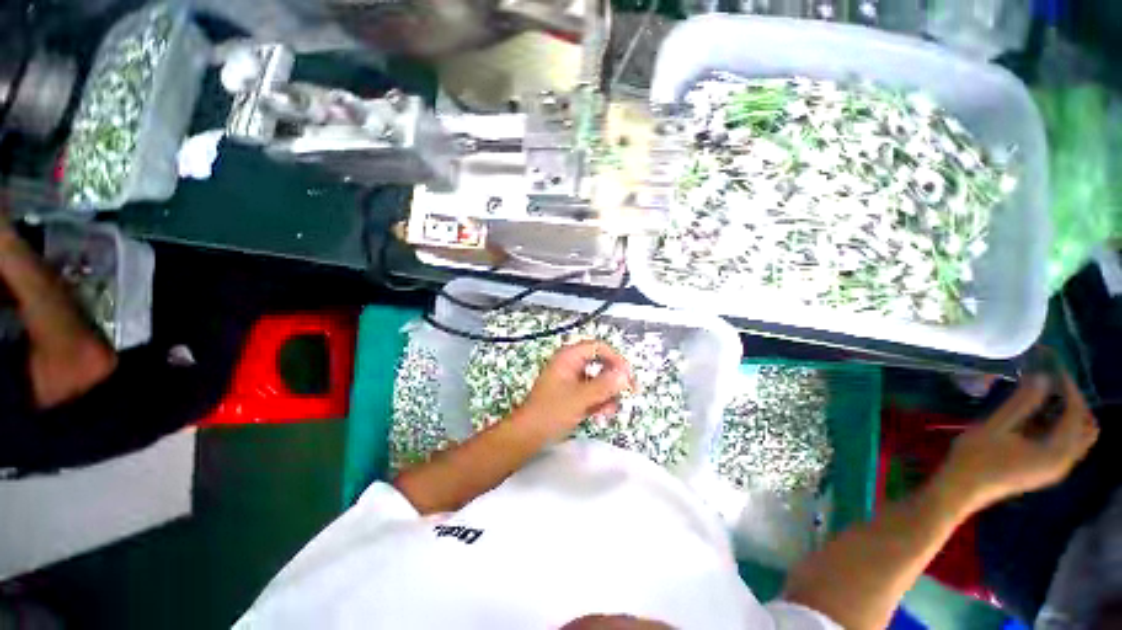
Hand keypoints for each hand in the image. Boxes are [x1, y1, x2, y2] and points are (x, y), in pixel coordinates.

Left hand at [517, 340, 635, 439]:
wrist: (529, 435)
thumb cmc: (551, 412)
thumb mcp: (580, 398)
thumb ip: (604, 386)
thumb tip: (625, 374)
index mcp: (569, 357)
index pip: (599, 348)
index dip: (616, 360)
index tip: (628, 377)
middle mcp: (571, 364)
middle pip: (601, 363)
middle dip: (614, 380)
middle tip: (629, 392)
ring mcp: (572, 379)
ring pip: (599, 380)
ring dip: (608, 394)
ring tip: (608, 411)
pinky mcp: (573, 393)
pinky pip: (593, 391)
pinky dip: (600, 401)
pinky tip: (601, 414)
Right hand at [940, 371, 1098, 510]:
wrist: (961, 489)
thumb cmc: (975, 458)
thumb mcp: (995, 427)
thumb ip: (1022, 404)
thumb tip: (1042, 377)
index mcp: (1056, 453)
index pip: (1076, 415)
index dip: (1069, 389)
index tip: (1055, 369)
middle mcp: (1064, 462)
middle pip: (1086, 429)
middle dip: (1075, 403)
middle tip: (1053, 384)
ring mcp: (1055, 469)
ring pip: (1077, 438)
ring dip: (1067, 414)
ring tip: (1044, 397)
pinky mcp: (1045, 470)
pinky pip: (1064, 445)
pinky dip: (1058, 426)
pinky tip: (1035, 418)